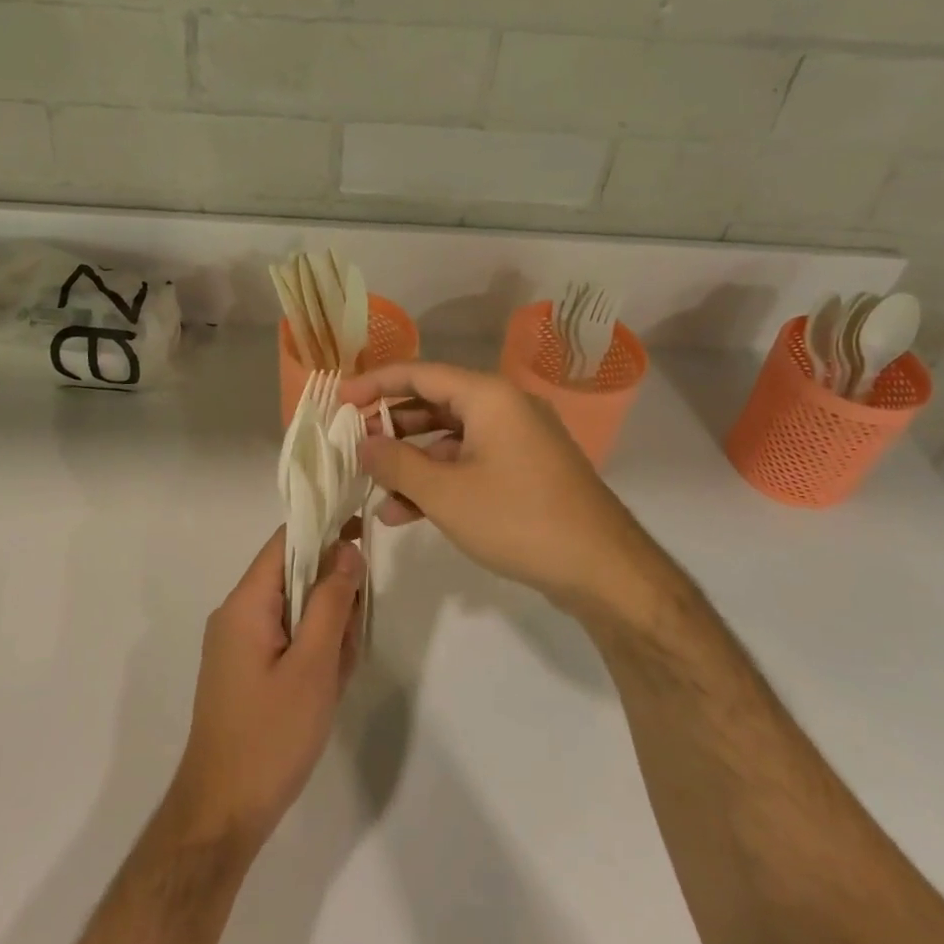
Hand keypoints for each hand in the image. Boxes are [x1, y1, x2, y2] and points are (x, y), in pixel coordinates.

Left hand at [167, 525, 364, 852]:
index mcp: (246, 602)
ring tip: (338, 674)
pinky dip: (311, 652)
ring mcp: (238, 643)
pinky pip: (286, 639)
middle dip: (331, 597)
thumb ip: (332, 602)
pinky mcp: (244, 669)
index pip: (286, 541)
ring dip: (325, 630)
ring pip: (295, 610)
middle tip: (351, 638)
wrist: (222, 814)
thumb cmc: (270, 735)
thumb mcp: (313, 665)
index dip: (325, 530)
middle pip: (294, 576)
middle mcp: (237, 613)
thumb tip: (347, 549)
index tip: (364, 533)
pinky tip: (325, 686)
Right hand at [340, 361, 642, 610]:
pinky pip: (469, 462)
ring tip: (372, 488)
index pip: (419, 373)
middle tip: (352, 444)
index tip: (339, 400)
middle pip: (433, 402)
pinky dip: (438, 480)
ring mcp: (517, 440)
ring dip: (410, 461)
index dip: (374, 383)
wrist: (604, 570)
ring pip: (449, 438)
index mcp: (488, 396)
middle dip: (390, 425)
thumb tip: (362, 444)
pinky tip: (405, 513)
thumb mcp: (446, 493)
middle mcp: (504, 407)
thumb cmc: (519, 519)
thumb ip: (396, 463)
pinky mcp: (524, 470)